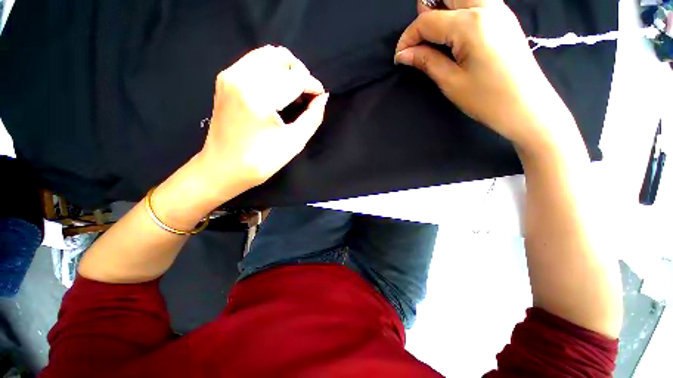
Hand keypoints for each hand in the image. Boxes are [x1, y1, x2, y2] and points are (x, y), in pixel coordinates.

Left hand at [199, 45, 328, 193]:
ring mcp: (230, 75)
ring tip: (293, 91)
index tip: (320, 96)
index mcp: (259, 96)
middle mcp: (241, 77)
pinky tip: (276, 89)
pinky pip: (254, 61)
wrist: (224, 167)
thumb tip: (323, 97)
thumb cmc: (261, 161)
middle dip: (300, 72)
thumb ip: (313, 117)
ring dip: (285, 69)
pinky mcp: (225, 79)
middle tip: (306, 94)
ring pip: (266, 54)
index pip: (295, 77)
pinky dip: (271, 70)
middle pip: (280, 56)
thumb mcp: (294, 142)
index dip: (312, 85)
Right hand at [396, 0, 573, 148]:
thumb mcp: (451, 82)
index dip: (409, 37)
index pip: (428, 20)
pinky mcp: (504, 18)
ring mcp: (499, 9)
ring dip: (443, 9)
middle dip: (426, 13)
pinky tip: (454, 34)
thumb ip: (426, 61)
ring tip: (434, 36)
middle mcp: (486, 7)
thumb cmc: (487, 98)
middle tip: (419, 40)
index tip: (400, 55)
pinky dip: (458, 11)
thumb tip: (404, 54)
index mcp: (470, 24)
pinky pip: (476, 2)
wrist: (527, 106)